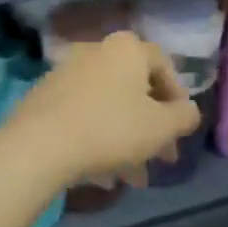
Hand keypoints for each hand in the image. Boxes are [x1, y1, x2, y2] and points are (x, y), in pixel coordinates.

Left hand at [0, 32, 200, 190]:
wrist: (39, 146)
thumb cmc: (111, 129)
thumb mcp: (162, 127)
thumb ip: (185, 116)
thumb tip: (187, 111)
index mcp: (127, 49)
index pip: (164, 66)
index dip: (177, 99)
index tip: (180, 129)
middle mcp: (96, 51)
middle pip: (134, 90)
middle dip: (151, 127)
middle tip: (161, 158)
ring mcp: (65, 73)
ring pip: (108, 106)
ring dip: (126, 139)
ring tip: (132, 177)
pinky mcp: (43, 97)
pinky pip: (82, 115)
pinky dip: (97, 137)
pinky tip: (101, 172)